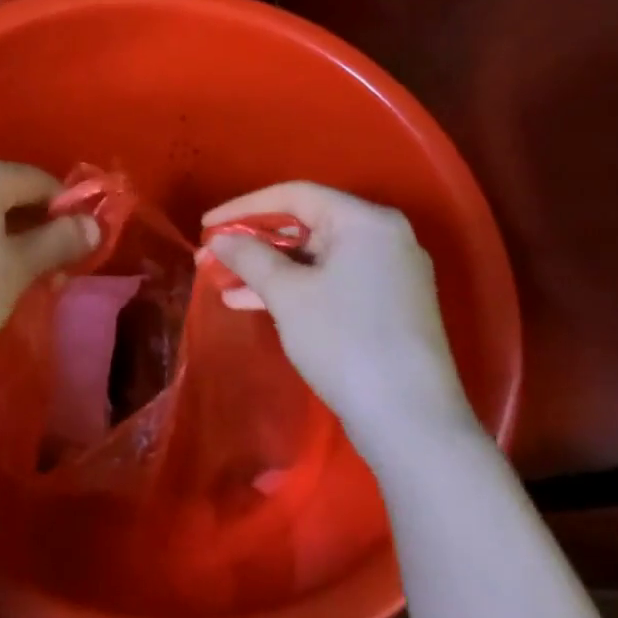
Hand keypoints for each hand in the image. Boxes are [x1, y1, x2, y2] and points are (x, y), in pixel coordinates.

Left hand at [0, 154, 97, 378]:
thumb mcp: (19, 268)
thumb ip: (60, 240)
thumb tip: (93, 224)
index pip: (39, 180)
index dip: (66, 212)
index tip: (77, 250)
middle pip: (7, 192)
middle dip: (35, 227)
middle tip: (50, 271)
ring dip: (5, 237)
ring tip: (15, 279)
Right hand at [201, 182, 474, 446]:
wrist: (411, 421)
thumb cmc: (345, 341)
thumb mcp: (288, 295)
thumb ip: (250, 257)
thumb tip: (219, 239)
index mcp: (365, 220)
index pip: (295, 195)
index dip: (244, 207)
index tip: (206, 224)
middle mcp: (383, 236)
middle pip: (306, 224)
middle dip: (254, 242)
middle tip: (213, 257)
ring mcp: (390, 272)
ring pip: (316, 256)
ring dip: (269, 268)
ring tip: (224, 284)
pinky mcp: (388, 305)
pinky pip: (331, 280)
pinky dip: (295, 288)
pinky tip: (254, 303)